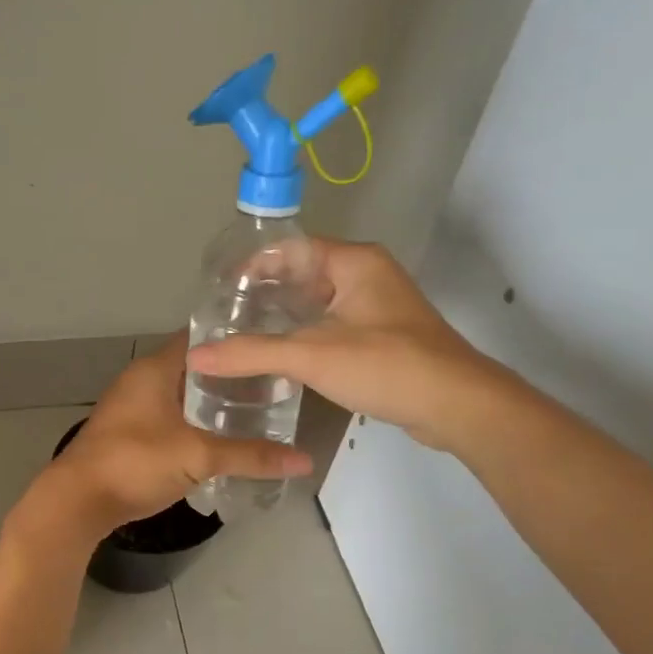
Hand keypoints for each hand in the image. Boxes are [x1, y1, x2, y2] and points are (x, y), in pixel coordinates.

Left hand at [24, 332, 310, 542]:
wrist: (77, 501)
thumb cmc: (135, 462)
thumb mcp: (198, 456)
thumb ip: (251, 456)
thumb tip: (304, 460)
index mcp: (155, 369)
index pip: (200, 337)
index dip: (234, 338)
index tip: (270, 344)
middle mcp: (141, 380)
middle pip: (194, 368)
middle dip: (230, 376)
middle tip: (274, 383)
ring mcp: (132, 407)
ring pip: (181, 396)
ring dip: (212, 403)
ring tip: (257, 410)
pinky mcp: (129, 434)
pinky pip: (170, 418)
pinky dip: (195, 423)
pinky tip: (221, 439)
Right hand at [186, 239, 510, 450]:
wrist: (456, 406)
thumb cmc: (386, 365)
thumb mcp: (312, 355)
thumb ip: (251, 354)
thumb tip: (195, 356)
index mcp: (354, 262)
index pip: (291, 248)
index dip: (252, 265)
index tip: (220, 291)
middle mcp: (366, 276)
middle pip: (301, 274)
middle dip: (262, 294)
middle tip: (223, 318)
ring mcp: (376, 307)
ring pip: (316, 303)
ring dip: (281, 317)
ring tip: (240, 337)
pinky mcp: (380, 337)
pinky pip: (330, 325)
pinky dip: (302, 336)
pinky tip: (277, 358)